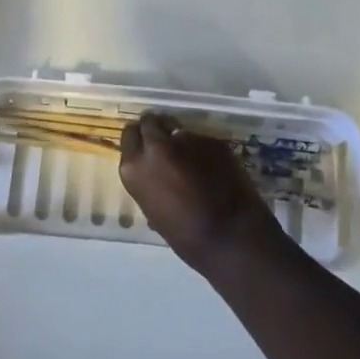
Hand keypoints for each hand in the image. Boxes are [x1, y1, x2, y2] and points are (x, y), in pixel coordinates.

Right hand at [119, 113, 279, 269]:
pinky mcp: (212, 139)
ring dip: (180, 138)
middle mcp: (157, 146)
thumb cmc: (185, 237)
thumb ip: (149, 182)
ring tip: (190, 156)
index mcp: (135, 167)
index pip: (129, 135)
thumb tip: (155, 175)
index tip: (145, 145)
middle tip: (165, 143)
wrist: (230, 235)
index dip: (139, 138)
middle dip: (156, 129)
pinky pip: (201, 139)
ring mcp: (186, 139)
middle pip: (150, 121)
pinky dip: (203, 149)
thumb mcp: (153, 209)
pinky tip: (212, 166)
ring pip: (177, 128)